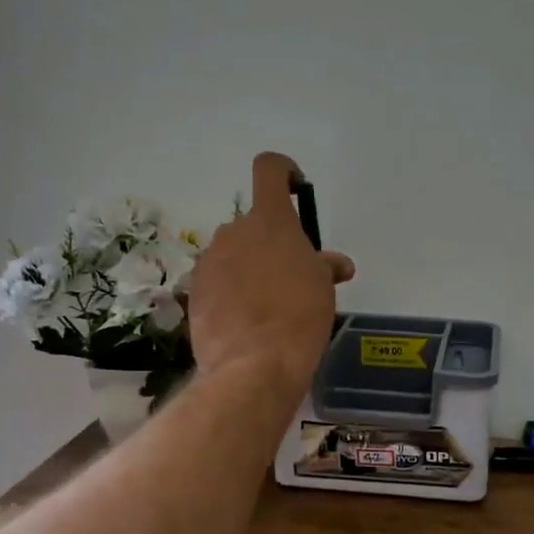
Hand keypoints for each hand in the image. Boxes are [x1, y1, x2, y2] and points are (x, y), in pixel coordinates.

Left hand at [187, 152, 354, 397]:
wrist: (254, 364)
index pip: (269, 169)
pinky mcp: (195, 291)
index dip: (284, 173)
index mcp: (270, 220)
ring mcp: (209, 261)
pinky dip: (231, 292)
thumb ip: (325, 266)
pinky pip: (218, 281)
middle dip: (271, 243)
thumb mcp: (323, 288)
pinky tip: (246, 321)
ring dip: (250, 268)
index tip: (296, 192)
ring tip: (268, 305)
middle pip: (253, 223)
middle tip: (291, 277)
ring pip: (234, 254)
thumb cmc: (299, 316)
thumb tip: (337, 264)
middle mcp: (234, 231)